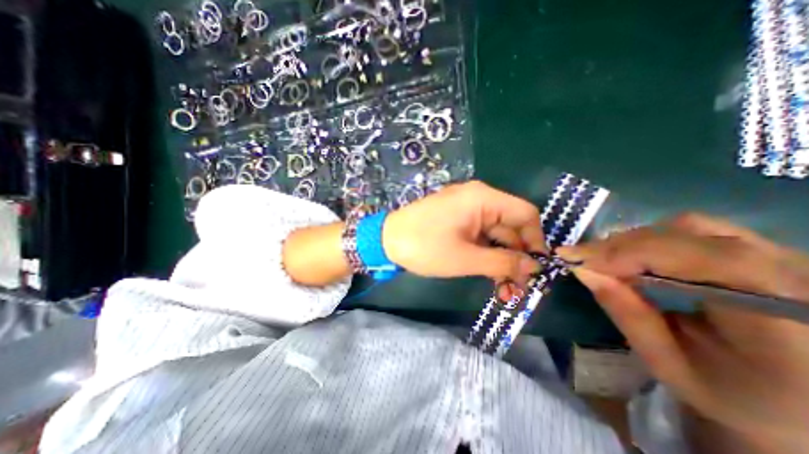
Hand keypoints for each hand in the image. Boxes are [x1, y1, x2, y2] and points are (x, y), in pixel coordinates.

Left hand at [284, 181, 542, 286]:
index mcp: (483, 199)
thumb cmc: (424, 246)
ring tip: (506, 291)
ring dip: (502, 262)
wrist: (386, 240)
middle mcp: (478, 199)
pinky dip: (487, 256)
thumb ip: (503, 263)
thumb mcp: (465, 258)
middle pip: (510, 228)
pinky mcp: (458, 221)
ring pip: (495, 236)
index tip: (537, 268)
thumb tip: (534, 268)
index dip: (536, 241)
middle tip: (520, 289)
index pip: (525, 214)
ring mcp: (467, 211)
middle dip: (517, 258)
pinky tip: (491, 277)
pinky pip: (480, 237)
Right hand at [560, 214, 807, 451]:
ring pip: (687, 226)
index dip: (627, 254)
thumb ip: (628, 315)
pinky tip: (631, 254)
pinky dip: (651, 238)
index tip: (573, 258)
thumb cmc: (737, 396)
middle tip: (578, 257)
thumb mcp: (671, 365)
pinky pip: (695, 230)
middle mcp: (796, 276)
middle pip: (685, 236)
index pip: (697, 261)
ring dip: (633, 240)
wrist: (804, 400)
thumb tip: (583, 271)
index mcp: (787, 320)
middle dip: (620, 246)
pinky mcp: (765, 250)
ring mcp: (785, 257)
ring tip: (601, 258)